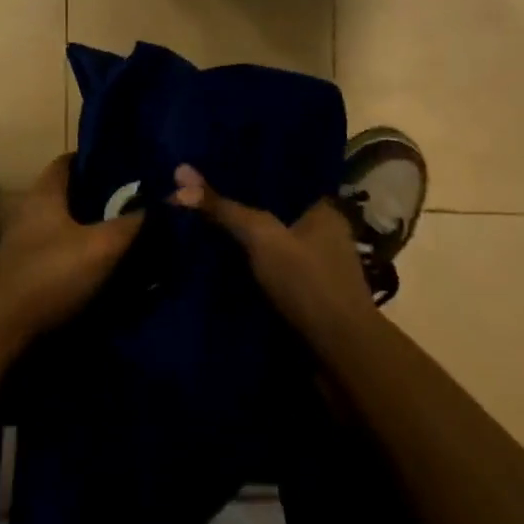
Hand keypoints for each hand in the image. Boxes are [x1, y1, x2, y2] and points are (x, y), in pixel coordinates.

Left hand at [0, 155, 142, 338]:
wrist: (2, 325)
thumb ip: (131, 224)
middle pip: (69, 192)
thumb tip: (163, 202)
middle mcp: (32, 207)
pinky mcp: (25, 267)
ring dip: (88, 226)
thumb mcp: (101, 247)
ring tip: (122, 234)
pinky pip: (58, 247)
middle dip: (99, 196)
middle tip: (133, 203)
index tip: (126, 169)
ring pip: (64, 221)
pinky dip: (77, 250)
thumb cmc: (51, 272)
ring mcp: (25, 238)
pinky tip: (99, 264)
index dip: (97, 161)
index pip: (71, 160)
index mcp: (46, 190)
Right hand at [171, 163, 379, 353]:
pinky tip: (218, 264)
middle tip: (199, 194)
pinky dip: (249, 271)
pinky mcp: (308, 301)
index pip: (282, 178)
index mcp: (324, 209)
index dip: (249, 170)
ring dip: (243, 243)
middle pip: (273, 212)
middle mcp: (325, 234)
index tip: (214, 163)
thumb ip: (223, 207)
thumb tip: (180, 173)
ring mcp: (318, 270)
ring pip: (271, 245)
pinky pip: (271, 273)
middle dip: (240, 208)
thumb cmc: (308, 283)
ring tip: (200, 225)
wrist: (343, 360)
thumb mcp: (260, 236)